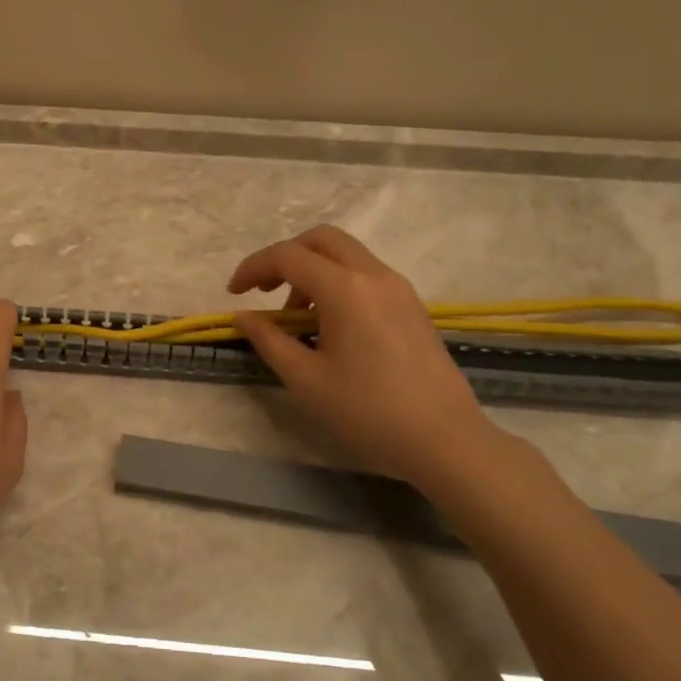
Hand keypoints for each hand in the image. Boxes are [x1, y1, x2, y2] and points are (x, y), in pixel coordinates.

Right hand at [228, 226, 504, 489]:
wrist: (446, 441)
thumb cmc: (368, 412)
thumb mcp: (306, 380)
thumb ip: (269, 340)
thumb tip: (244, 316)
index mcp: (345, 289)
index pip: (287, 256)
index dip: (253, 267)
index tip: (233, 293)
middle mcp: (374, 275)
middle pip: (320, 239)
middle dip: (284, 257)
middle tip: (263, 290)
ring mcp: (398, 288)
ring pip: (345, 254)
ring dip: (311, 270)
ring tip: (296, 318)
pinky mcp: (411, 305)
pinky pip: (365, 274)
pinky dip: (336, 282)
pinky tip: (329, 324)